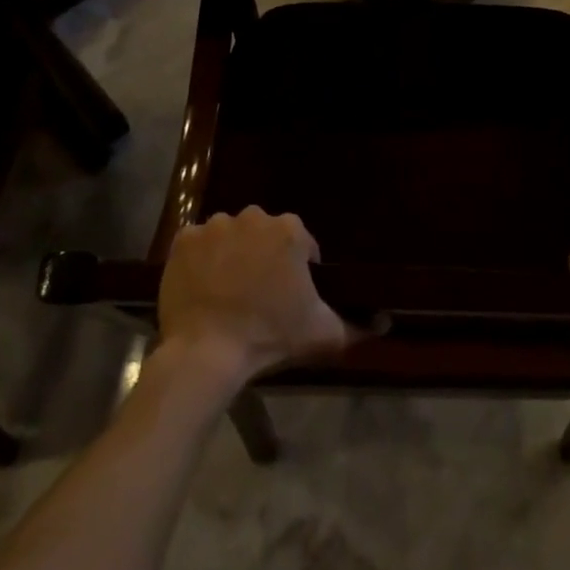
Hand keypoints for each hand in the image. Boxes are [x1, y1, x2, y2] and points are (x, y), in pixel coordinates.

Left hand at [158, 209, 356, 386]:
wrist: (207, 351)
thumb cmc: (270, 336)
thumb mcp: (322, 334)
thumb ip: (357, 325)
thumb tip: (385, 321)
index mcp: (289, 231)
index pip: (301, 243)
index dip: (298, 268)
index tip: (291, 295)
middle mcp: (254, 217)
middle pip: (264, 234)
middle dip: (264, 256)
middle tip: (259, 293)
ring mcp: (215, 226)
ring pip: (230, 234)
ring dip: (232, 254)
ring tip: (229, 290)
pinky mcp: (184, 239)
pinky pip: (197, 243)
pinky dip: (200, 259)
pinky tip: (203, 286)